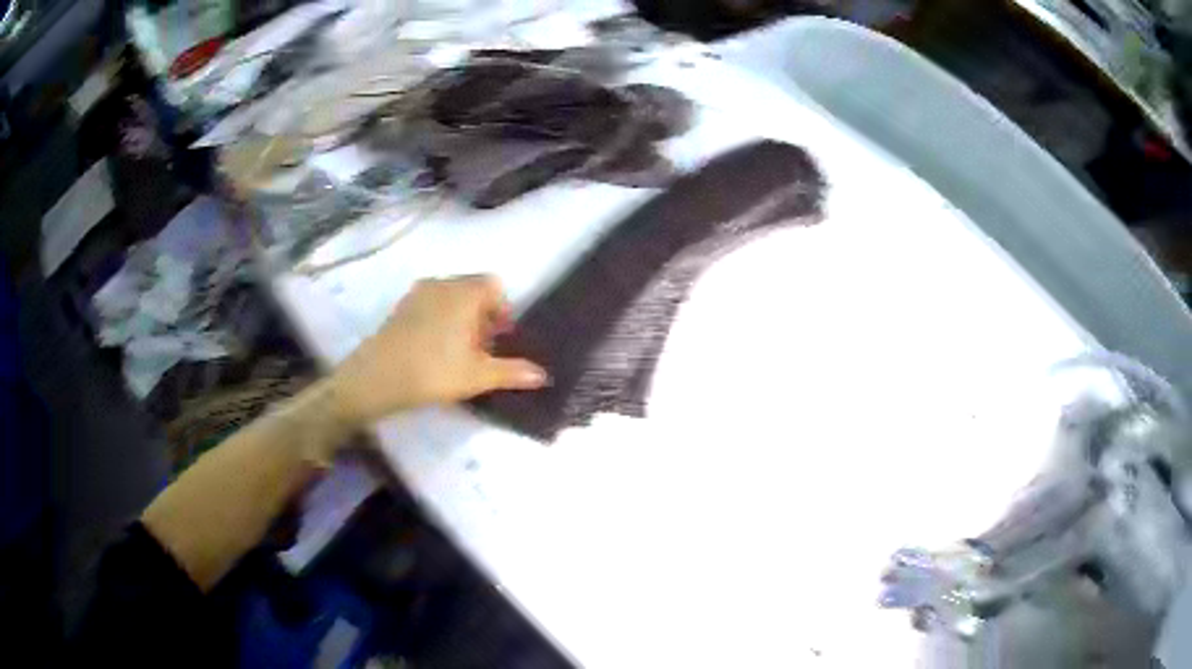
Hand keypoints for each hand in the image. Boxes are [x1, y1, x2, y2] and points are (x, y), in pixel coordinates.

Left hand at [329, 275, 547, 425]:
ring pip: (449, 297)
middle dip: (482, 315)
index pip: (494, 286)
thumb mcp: (478, 375)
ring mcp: (417, 293)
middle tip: (482, 348)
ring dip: (460, 317)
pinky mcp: (400, 307)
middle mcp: (442, 283)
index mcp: (465, 292)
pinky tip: (433, 349)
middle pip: (472, 290)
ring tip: (457, 351)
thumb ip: (512, 372)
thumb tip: (544, 375)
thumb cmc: (434, 371)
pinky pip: (429, 304)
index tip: (500, 338)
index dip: (502, 310)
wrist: (377, 377)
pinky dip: (438, 319)